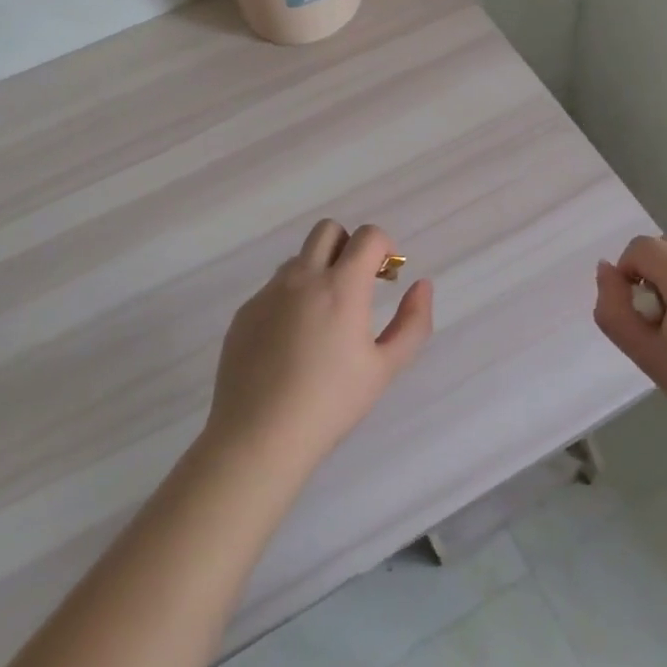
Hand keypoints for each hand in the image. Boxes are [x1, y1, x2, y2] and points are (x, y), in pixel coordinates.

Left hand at [204, 220, 433, 477]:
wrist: (259, 436)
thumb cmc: (331, 403)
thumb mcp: (385, 367)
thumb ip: (413, 322)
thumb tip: (422, 285)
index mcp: (341, 287)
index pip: (367, 236)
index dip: (384, 247)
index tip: (386, 278)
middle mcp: (302, 278)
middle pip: (328, 230)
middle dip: (349, 246)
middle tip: (358, 286)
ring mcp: (268, 293)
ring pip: (299, 259)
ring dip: (319, 271)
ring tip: (324, 320)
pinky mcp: (245, 312)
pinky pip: (274, 288)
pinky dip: (291, 298)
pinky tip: (292, 344)